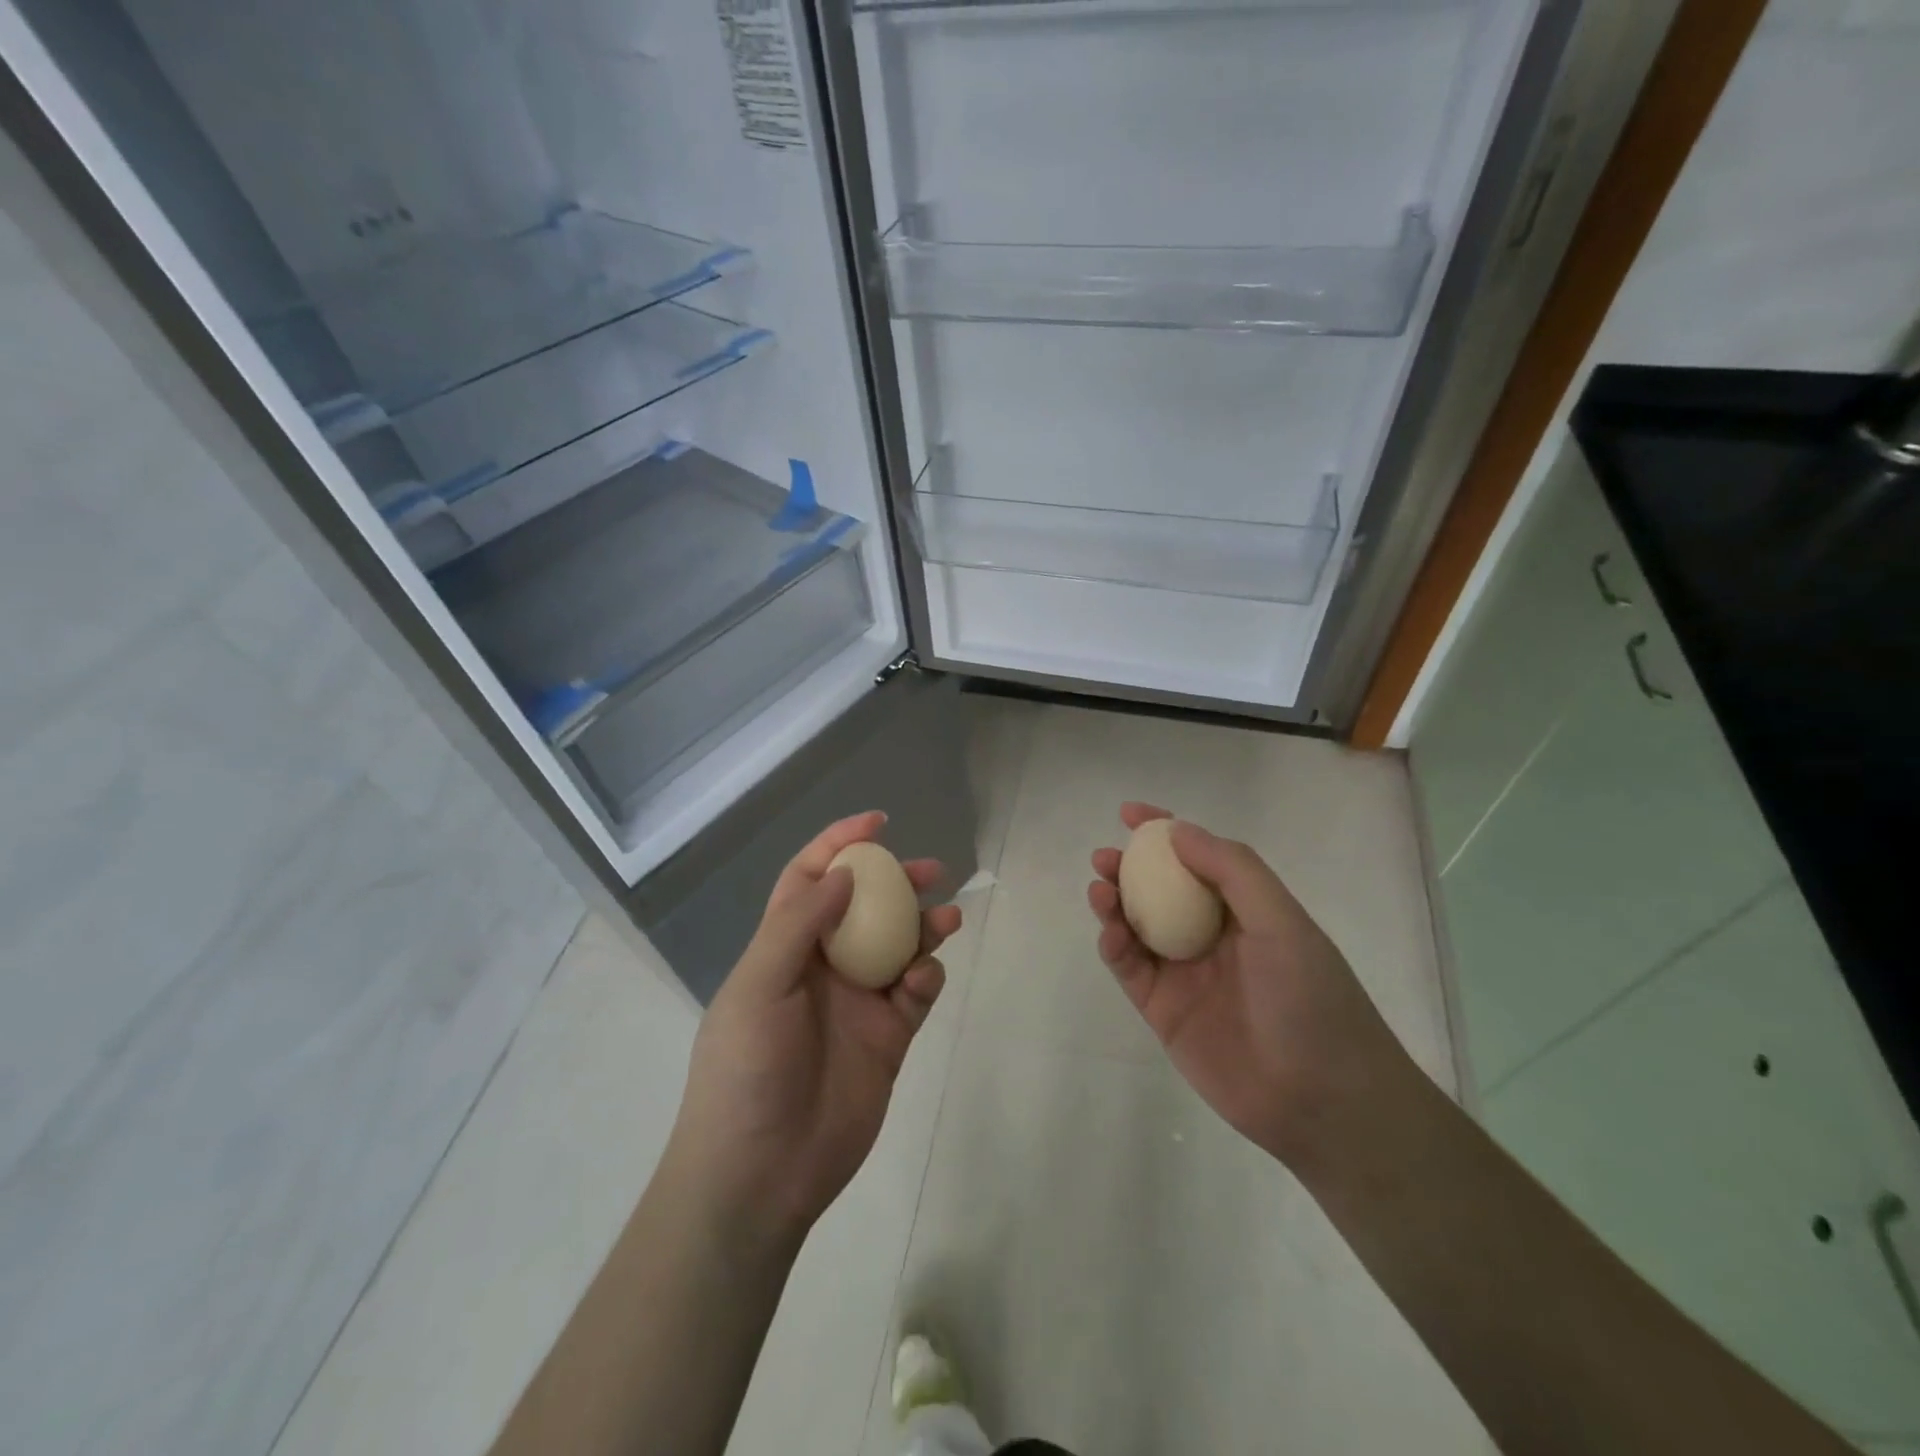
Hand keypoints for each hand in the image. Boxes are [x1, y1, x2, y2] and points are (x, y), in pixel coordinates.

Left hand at [667, 812, 960, 1249]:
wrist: (761, 1174)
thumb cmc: (746, 1071)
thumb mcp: (758, 987)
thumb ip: (798, 925)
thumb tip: (843, 873)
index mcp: (783, 948)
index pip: (810, 880)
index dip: (839, 844)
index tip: (877, 823)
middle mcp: (823, 967)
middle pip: (865, 908)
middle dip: (896, 882)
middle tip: (931, 870)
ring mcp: (857, 1003)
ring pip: (898, 947)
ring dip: (923, 928)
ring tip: (947, 920)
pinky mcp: (888, 1039)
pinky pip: (914, 994)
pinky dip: (925, 978)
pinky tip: (924, 979)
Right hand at [1088, 803, 1414, 1163]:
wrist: (1321, 1101)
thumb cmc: (1311, 999)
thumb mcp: (1282, 922)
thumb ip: (1232, 871)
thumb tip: (1178, 831)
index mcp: (1245, 910)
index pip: (1199, 858)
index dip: (1165, 832)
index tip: (1131, 813)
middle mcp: (1211, 935)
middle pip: (1159, 890)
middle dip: (1129, 868)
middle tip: (1105, 858)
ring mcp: (1185, 974)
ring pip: (1137, 926)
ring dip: (1114, 903)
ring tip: (1100, 889)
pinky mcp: (1163, 1010)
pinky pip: (1130, 968)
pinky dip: (1114, 946)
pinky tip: (1110, 932)